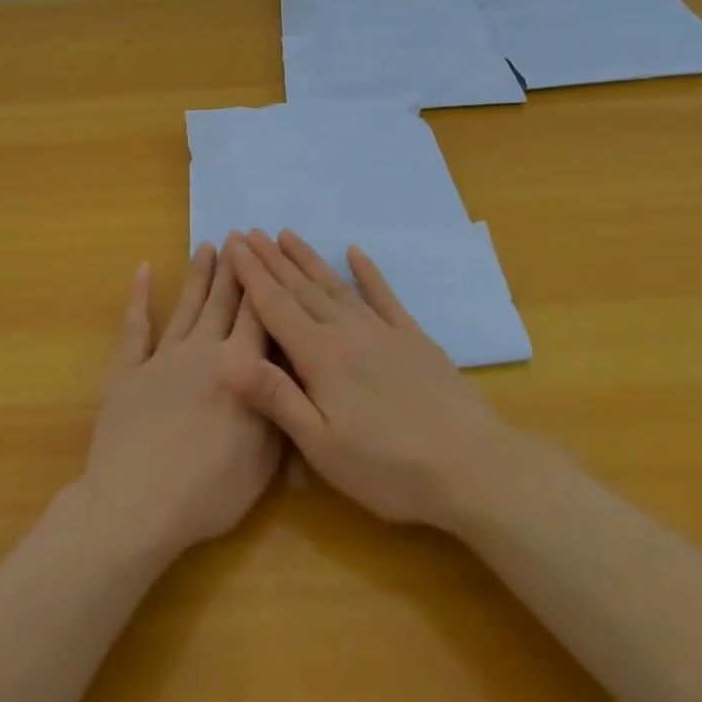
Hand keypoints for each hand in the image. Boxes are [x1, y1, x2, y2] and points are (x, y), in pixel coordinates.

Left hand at [80, 239, 281, 558]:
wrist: (136, 506)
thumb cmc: (208, 491)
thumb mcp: (264, 460)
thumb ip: (278, 409)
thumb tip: (288, 374)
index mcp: (240, 368)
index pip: (257, 315)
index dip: (263, 281)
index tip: (265, 251)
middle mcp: (203, 351)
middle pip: (222, 302)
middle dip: (233, 268)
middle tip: (238, 235)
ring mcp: (162, 358)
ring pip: (186, 307)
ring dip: (198, 275)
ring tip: (206, 245)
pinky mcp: (128, 372)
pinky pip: (135, 328)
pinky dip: (139, 299)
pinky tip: (144, 272)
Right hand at [223, 229, 520, 530]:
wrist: (470, 466)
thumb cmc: (388, 468)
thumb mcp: (323, 448)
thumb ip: (278, 399)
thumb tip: (231, 360)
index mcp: (320, 358)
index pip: (276, 307)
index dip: (252, 276)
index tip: (235, 246)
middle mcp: (347, 333)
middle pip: (302, 289)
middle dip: (273, 260)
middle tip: (250, 232)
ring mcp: (383, 331)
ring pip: (336, 285)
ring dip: (309, 259)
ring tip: (288, 235)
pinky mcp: (413, 338)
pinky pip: (384, 295)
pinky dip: (368, 271)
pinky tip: (356, 252)